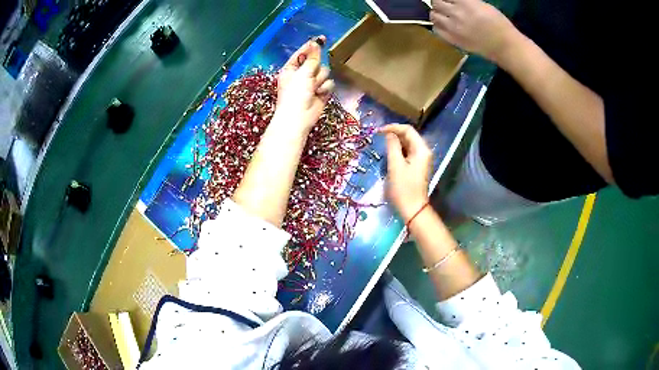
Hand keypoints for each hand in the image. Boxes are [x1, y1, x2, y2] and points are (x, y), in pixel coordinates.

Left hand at [275, 36, 334, 133]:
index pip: (303, 53)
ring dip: (320, 80)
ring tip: (313, 89)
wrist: (299, 117)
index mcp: (291, 68)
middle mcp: (301, 74)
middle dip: (316, 69)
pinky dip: (325, 89)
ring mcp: (312, 84)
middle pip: (317, 62)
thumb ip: (312, 58)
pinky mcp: (321, 92)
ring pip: (325, 73)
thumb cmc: (295, 93)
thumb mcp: (302, 72)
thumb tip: (315, 43)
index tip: (322, 38)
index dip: (311, 47)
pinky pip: (329, 84)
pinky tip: (319, 95)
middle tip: (310, 77)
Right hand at [381, 124, 432, 221]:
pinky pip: (407, 153)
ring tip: (382, 145)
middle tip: (379, 137)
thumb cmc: (404, 188)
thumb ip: (392, 147)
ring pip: (408, 145)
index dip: (393, 127)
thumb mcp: (395, 166)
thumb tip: (389, 134)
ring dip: (395, 143)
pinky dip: (398, 151)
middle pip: (409, 136)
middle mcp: (424, 152)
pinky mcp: (417, 167)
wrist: (413, 209)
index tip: (378, 131)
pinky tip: (389, 155)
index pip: (408, 130)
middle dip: (394, 134)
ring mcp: (421, 160)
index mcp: (421, 150)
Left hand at [430, 0, 516, 62]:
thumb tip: (454, 1)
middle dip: (439, 3)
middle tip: (444, 6)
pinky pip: (436, 30)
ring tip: (443, 15)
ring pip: (433, 16)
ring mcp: (453, 28)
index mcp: (465, 3)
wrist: (504, 45)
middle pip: (436, 3)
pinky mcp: (453, 40)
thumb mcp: (482, 4)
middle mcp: (456, 13)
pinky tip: (444, 25)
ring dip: (437, 13)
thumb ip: (465, 1)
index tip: (448, 0)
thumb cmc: (498, 23)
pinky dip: (438, 25)